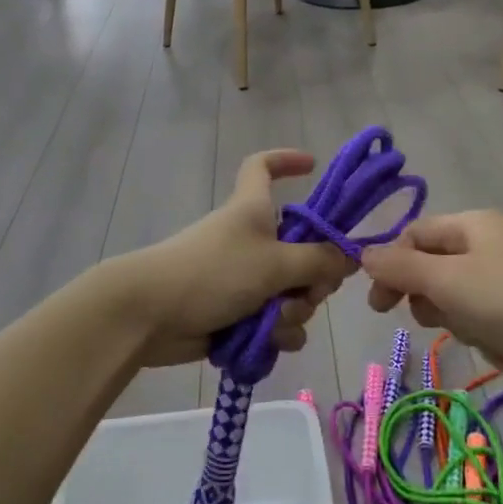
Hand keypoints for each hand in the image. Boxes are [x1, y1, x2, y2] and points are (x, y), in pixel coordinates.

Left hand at [117, 150, 356, 369]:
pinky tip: (269, 343)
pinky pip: (275, 323)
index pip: (263, 167)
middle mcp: (252, 240)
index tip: (312, 166)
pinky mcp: (238, 315)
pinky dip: (276, 334)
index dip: (286, 160)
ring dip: (295, 311)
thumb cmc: (213, 272)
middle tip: (310, 292)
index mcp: (254, 209)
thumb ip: (320, 260)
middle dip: (314, 278)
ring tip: (276, 321)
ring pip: (293, 293)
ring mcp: (245, 279)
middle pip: (302, 249)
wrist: (152, 316)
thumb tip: (350, 258)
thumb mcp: (276, 262)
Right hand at [359, 211, 502, 407]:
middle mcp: (488, 244)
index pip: (412, 236)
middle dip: (431, 299)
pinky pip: (486, 321)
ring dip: (461, 322)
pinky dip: (489, 337)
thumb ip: (399, 268)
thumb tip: (362, 254)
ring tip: (484, 334)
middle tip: (441, 318)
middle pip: (433, 269)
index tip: (380, 306)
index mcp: (471, 224)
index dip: (390, 266)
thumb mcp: (447, 281)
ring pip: (457, 300)